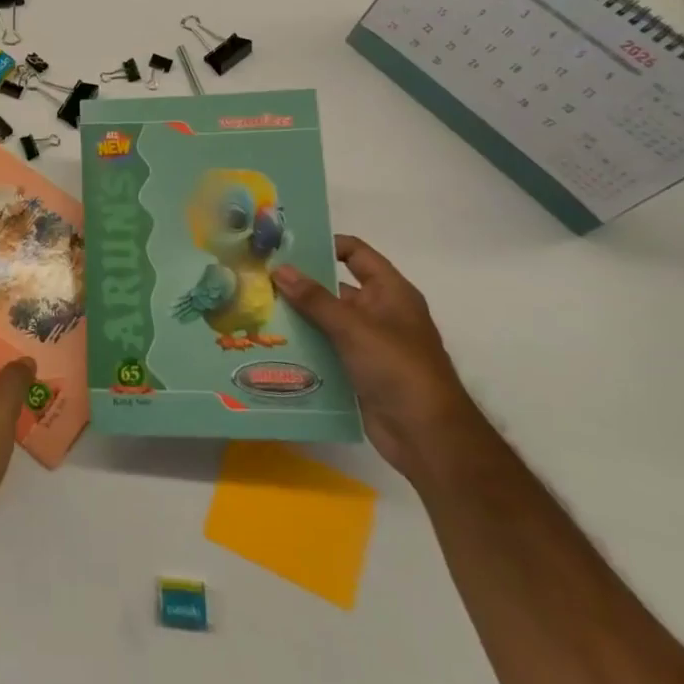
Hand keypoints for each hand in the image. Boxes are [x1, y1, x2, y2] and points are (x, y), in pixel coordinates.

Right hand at [273, 235, 484, 482]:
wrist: (427, 437)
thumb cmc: (398, 369)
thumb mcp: (354, 328)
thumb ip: (315, 299)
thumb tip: (280, 268)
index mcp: (390, 293)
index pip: (355, 254)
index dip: (325, 245)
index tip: (286, 246)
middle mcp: (379, 313)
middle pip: (334, 288)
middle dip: (299, 283)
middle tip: (258, 276)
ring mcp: (368, 343)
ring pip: (325, 320)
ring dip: (296, 316)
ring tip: (255, 307)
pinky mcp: (356, 370)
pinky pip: (324, 349)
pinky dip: (303, 345)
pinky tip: (270, 342)